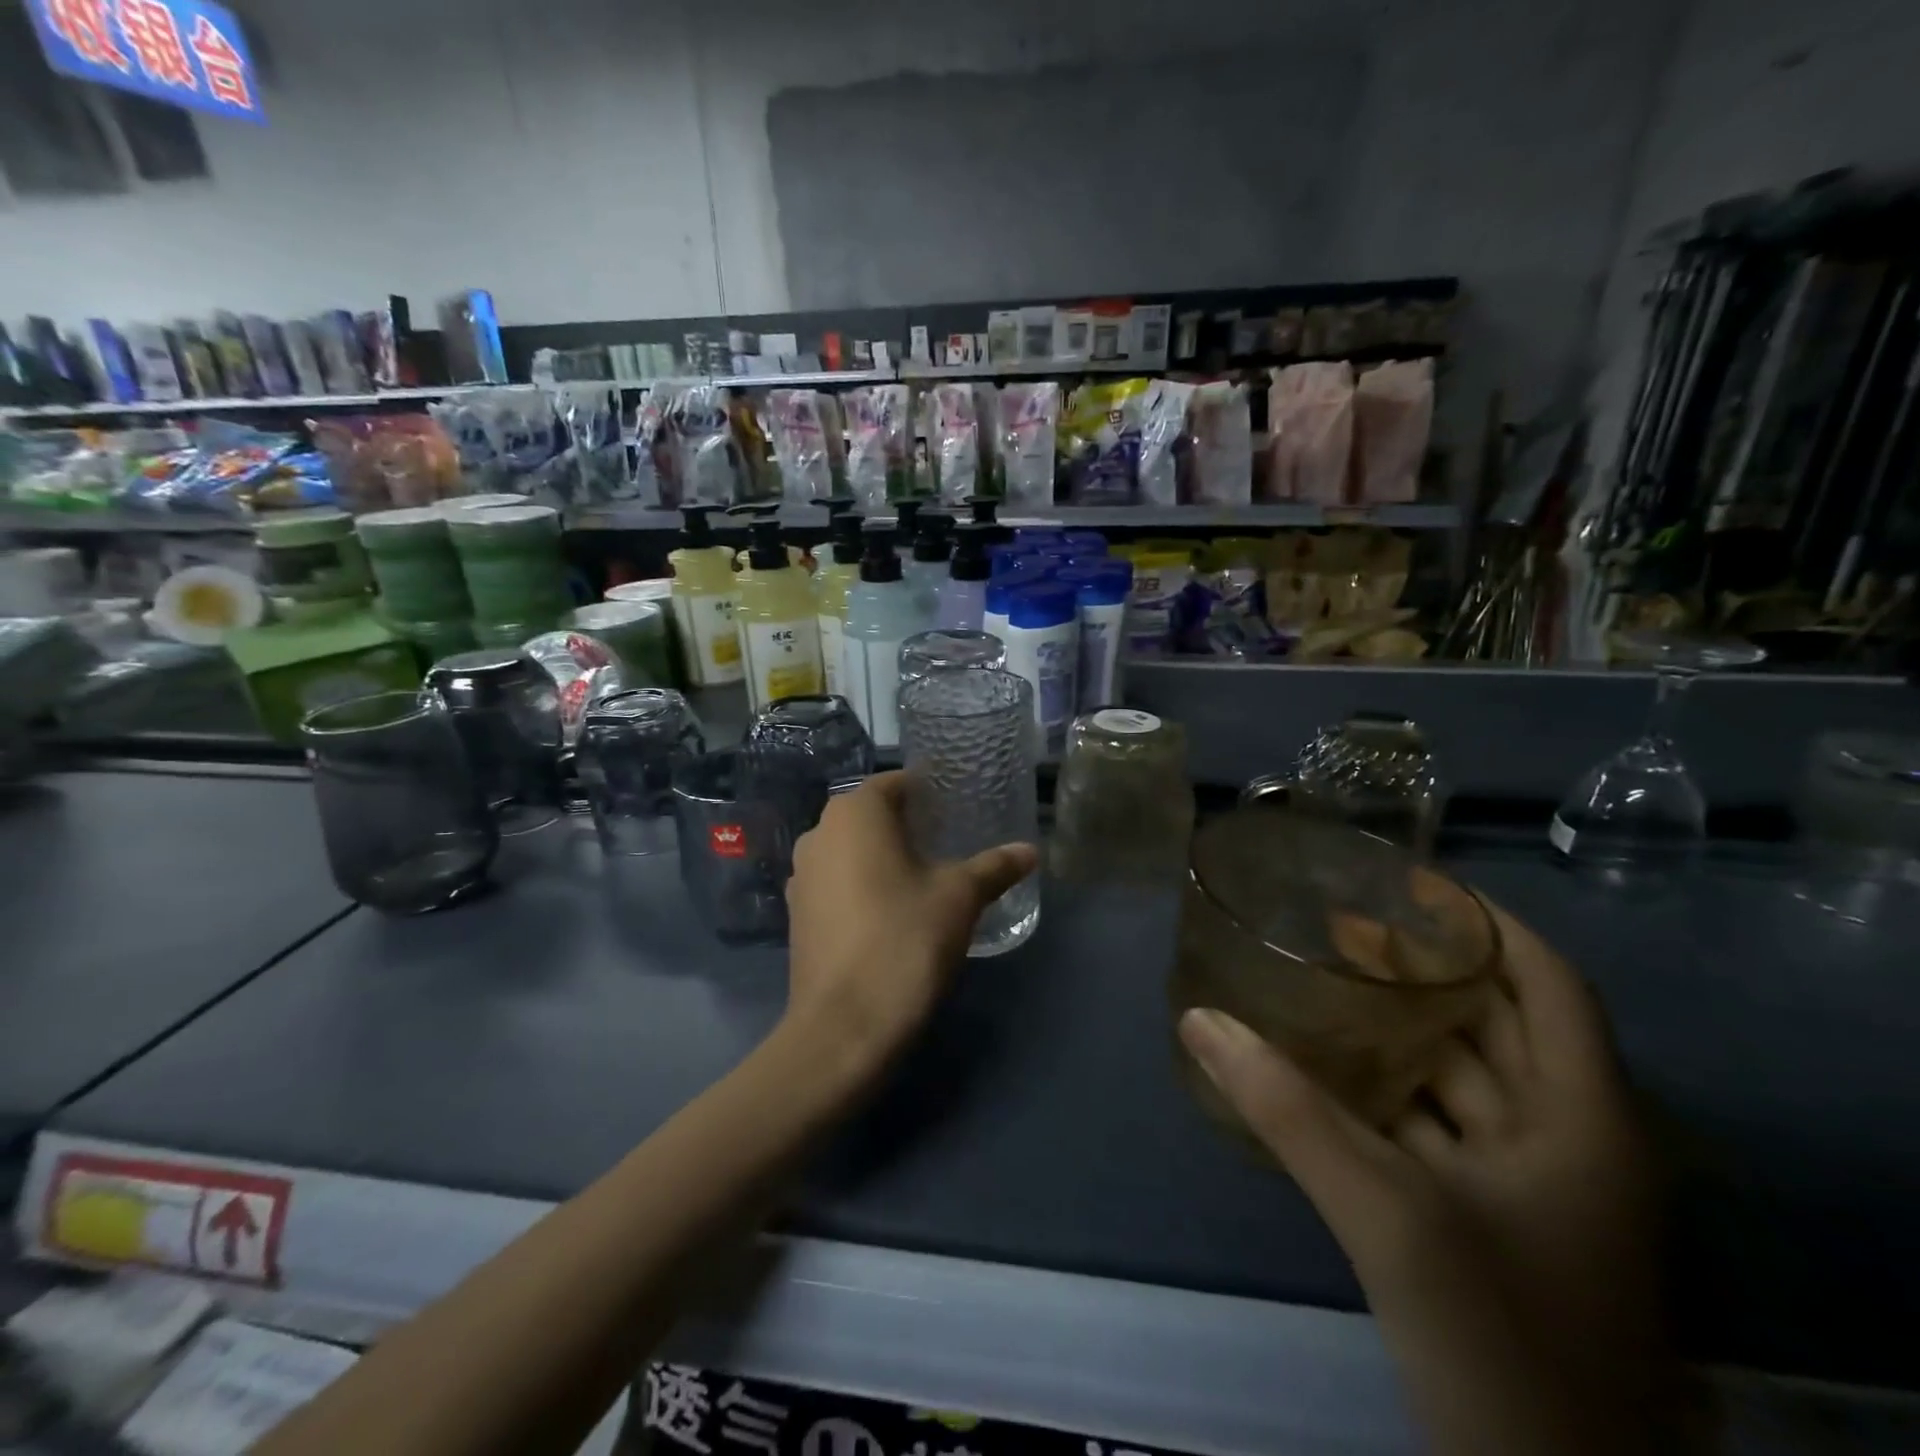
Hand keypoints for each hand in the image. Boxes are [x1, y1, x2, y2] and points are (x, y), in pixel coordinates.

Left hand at [785, 772, 1036, 1078]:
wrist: (845, 1027)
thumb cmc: (905, 940)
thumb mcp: (960, 897)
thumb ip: (994, 867)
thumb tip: (1029, 851)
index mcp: (853, 813)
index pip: (895, 783)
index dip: (929, 791)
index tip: (959, 807)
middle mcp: (818, 833)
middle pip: (870, 815)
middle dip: (908, 823)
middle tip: (950, 840)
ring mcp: (801, 876)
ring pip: (851, 849)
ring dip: (884, 855)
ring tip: (926, 876)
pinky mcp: (798, 915)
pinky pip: (837, 882)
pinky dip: (863, 885)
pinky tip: (893, 910)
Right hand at [1180, 899, 1677, 1455]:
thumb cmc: (1500, 1340)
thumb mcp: (1389, 1217)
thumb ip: (1287, 1111)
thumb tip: (1199, 1019)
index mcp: (1585, 1120)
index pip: (1549, 983)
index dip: (1486, 924)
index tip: (1410, 883)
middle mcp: (1570, 1140)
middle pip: (1498, 1024)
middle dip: (1424, 970)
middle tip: (1339, 923)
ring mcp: (1532, 1188)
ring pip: (1462, 1079)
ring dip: (1397, 1032)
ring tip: (1321, 982)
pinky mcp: (1491, 1222)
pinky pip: (1435, 1128)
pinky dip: (1385, 1093)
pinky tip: (1324, 1071)